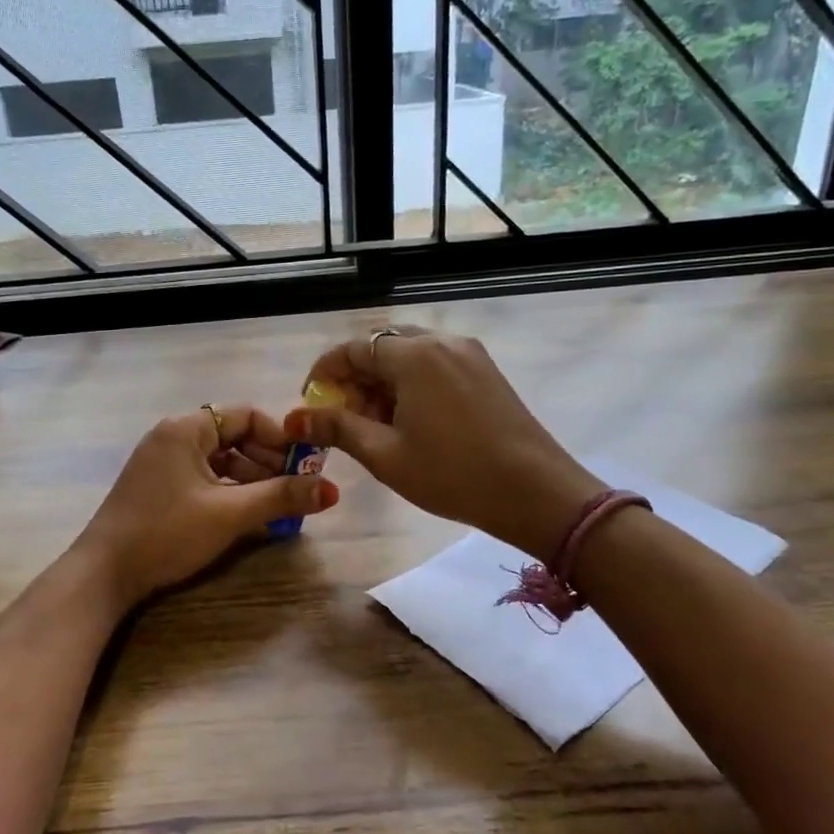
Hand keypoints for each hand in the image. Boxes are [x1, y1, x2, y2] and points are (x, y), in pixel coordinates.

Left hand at [75, 405, 338, 609]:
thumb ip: (281, 497)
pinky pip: (204, 478)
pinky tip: (248, 515)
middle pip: (234, 437)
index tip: (306, 464)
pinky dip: (229, 492)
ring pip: (220, 461)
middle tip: (298, 490)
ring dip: (252, 480)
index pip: (246, 416)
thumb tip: (332, 490)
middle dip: (269, 462)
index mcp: (186, 429)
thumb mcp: (230, 514)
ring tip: (279, 507)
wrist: (104, 574)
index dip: (281, 437)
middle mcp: (173, 437)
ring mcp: (162, 463)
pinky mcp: (158, 488)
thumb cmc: (167, 532)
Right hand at [287, 328, 600, 561]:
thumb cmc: (453, 475)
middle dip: (355, 378)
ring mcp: (469, 353)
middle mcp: (441, 341)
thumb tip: (296, 418)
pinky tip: (410, 420)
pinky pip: (435, 364)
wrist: (537, 492)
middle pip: (381, 346)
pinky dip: (412, 383)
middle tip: (343, 417)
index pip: (352, 349)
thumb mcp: (386, 455)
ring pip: (409, 354)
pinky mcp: (486, 370)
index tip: (311, 403)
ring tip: (375, 424)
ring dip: (383, 381)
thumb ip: (338, 428)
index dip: (325, 373)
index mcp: (413, 355)